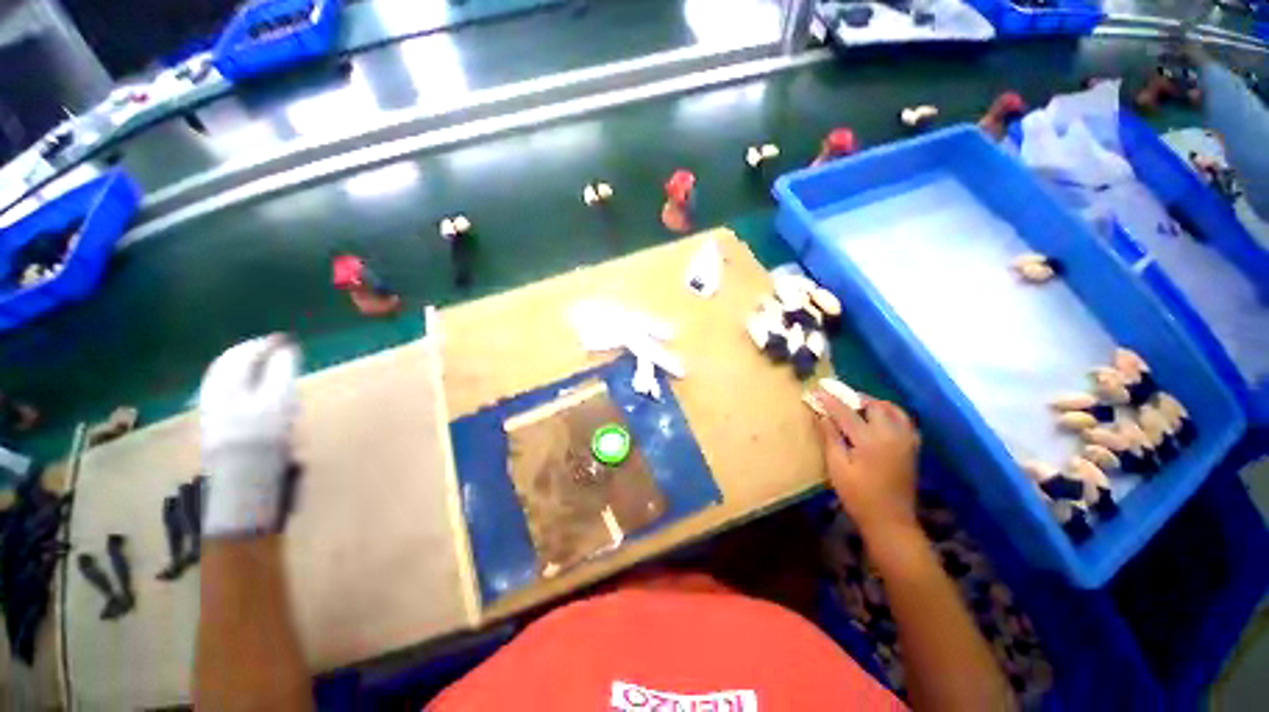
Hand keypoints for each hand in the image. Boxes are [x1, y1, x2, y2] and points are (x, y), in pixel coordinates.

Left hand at [199, 335, 301, 538]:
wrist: (244, 488)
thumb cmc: (268, 444)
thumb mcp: (281, 404)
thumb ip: (281, 373)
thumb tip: (285, 351)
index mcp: (232, 389)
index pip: (244, 356)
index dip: (265, 345)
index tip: (287, 341)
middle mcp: (215, 396)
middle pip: (227, 364)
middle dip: (250, 352)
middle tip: (274, 348)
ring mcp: (210, 412)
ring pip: (220, 377)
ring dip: (240, 365)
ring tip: (260, 362)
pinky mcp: (211, 426)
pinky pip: (217, 391)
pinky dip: (231, 379)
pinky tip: (244, 385)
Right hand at [812, 388, 920, 539]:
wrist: (890, 520)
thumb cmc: (858, 495)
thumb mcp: (837, 467)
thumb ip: (830, 437)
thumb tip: (821, 415)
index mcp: (870, 440)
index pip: (846, 412)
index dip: (829, 400)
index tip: (816, 390)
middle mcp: (892, 435)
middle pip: (874, 405)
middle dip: (854, 398)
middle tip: (837, 400)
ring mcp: (906, 440)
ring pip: (893, 409)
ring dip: (874, 404)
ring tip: (858, 407)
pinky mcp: (912, 447)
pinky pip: (904, 420)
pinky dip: (890, 413)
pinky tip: (879, 420)